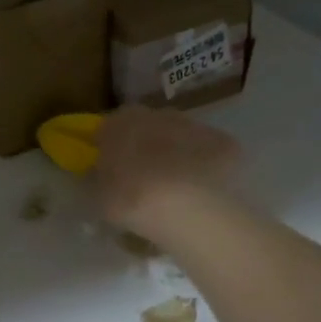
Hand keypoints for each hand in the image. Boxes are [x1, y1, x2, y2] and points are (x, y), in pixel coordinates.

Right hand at [93, 105, 241, 243]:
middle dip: (143, 147)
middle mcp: (156, 114)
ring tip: (173, 188)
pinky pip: (206, 153)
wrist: (189, 207)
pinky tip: (200, 191)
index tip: (109, 170)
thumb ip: (98, 178)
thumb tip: (100, 173)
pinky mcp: (222, 141)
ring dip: (174, 154)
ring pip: (177, 136)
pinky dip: (202, 166)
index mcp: (120, 122)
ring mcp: (192, 125)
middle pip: (145, 128)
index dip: (108, 149)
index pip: (107, 129)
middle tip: (141, 179)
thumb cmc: (132, 198)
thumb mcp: (99, 196)